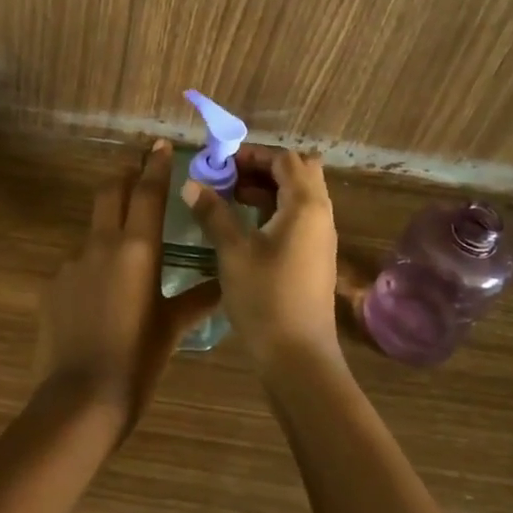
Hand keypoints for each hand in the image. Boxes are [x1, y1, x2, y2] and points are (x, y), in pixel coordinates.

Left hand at [34, 140, 221, 433]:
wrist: (79, 399)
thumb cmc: (137, 362)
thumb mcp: (172, 330)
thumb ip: (197, 300)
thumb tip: (224, 285)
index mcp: (137, 250)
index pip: (148, 193)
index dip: (155, 166)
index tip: (160, 145)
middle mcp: (101, 245)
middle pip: (111, 192)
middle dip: (125, 174)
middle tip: (137, 166)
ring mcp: (71, 263)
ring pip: (93, 232)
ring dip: (109, 230)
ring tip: (124, 260)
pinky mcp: (52, 286)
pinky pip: (76, 267)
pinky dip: (91, 271)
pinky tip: (97, 300)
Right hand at [180, 145, 340, 370]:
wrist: (298, 358)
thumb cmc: (265, 298)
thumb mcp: (232, 251)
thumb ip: (213, 212)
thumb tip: (191, 184)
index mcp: (305, 205)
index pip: (285, 159)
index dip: (253, 155)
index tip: (221, 163)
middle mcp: (321, 215)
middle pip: (299, 172)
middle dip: (263, 167)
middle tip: (230, 176)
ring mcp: (321, 237)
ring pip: (300, 195)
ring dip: (268, 188)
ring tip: (231, 197)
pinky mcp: (316, 257)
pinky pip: (299, 217)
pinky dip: (275, 209)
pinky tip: (246, 225)